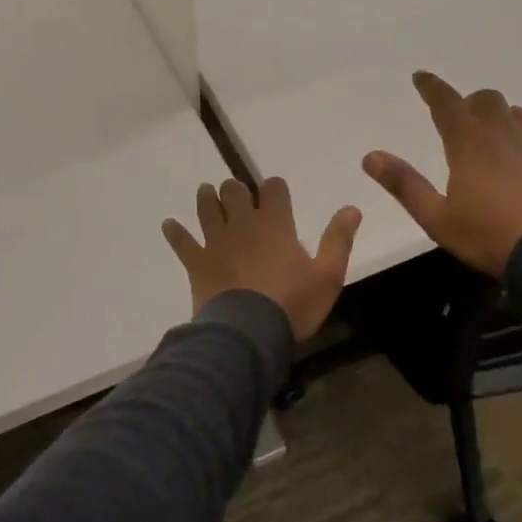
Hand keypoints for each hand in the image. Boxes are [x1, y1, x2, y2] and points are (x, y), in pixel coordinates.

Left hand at [162, 178, 360, 339]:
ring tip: (206, 193)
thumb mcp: (328, 275)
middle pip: (234, 191)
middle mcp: (242, 224)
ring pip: (207, 208)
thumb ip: (338, 239)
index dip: (274, 187)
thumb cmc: (292, 304)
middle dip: (236, 189)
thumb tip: (352, 207)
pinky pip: (182, 243)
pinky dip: (175, 233)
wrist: (248, 333)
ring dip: (206, 198)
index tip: (275, 191)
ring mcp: (216, 241)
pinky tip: (169, 225)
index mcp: (275, 223)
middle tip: (236, 194)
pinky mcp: (197, 262)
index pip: (273, 189)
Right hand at [363, 71, 521, 277]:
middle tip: (459, 120)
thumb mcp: (437, 218)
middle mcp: (503, 133)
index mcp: (469, 143)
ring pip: (515, 113)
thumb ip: (404, 184)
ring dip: (499, 117)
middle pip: (486, 99)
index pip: (446, 102)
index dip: (431, 87)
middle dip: (469, 103)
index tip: (420, 76)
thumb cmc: (489, 235)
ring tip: (491, 138)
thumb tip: (370, 156)